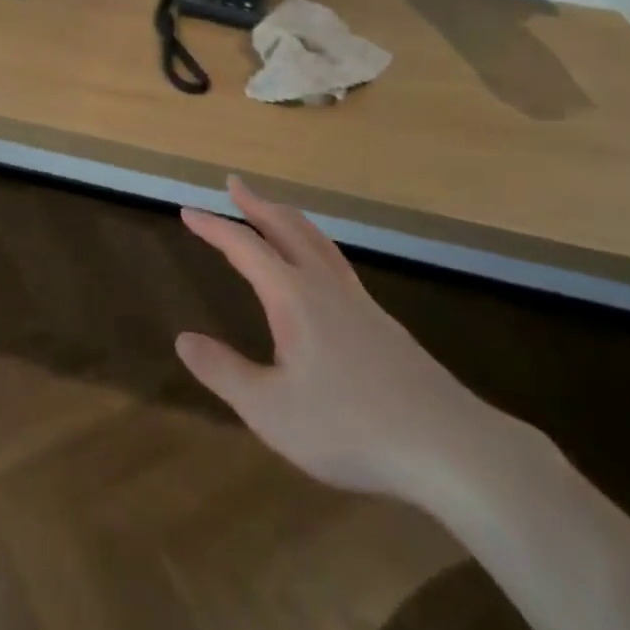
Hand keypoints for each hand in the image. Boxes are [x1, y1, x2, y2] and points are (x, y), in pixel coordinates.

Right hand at [176, 178, 526, 513]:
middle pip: (287, 227)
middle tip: (235, 184)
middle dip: (257, 203)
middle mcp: (325, 286)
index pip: (245, 247)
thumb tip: (183, 339)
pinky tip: (318, 269)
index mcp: (294, 297)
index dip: (213, 227)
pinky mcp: (382, 322)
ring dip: (288, 219)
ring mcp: (359, 301)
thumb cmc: (349, 427)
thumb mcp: (270, 410)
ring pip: (317, 241)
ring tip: (272, 211)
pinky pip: (336, 262)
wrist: (447, 445)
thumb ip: (224, 372)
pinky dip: (313, 244)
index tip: (188, 210)